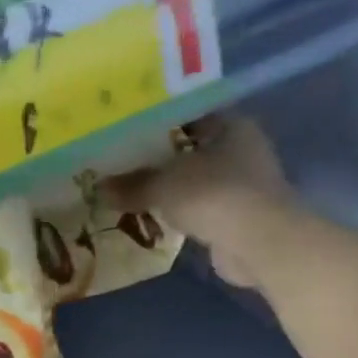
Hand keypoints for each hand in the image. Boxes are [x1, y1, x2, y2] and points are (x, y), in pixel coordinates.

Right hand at [107, 116, 295, 289]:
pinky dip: (182, 211)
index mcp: (230, 125)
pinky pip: (202, 207)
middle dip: (160, 158)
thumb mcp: (163, 185)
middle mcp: (243, 148)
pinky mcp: (240, 216)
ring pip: (197, 179)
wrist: (258, 243)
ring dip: (171, 187)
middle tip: (123, 162)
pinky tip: (156, 215)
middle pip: (192, 149)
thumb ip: (132, 184)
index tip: (126, 131)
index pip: (188, 114)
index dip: (156, 121)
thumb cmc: (213, 195)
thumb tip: (100, 188)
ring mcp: (244, 185)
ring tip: (133, 190)